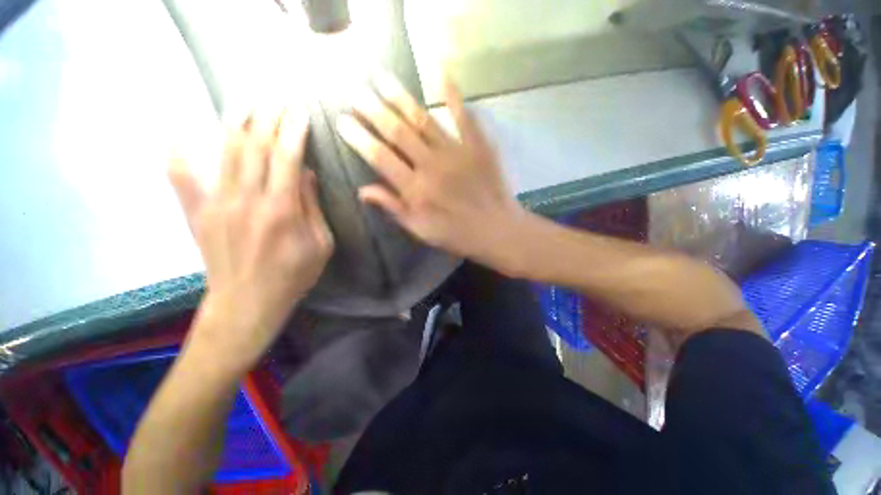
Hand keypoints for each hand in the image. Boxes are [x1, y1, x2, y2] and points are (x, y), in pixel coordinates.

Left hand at [169, 108, 333, 367]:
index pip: (287, 158)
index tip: (300, 112)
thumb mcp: (321, 244)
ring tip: (247, 102)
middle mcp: (247, 200)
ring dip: (237, 124)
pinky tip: (175, 137)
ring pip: (225, 153)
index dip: (294, 132)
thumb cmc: (294, 275)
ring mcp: (217, 205)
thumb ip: (313, 207)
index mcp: (282, 210)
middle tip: (277, 98)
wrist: (248, 302)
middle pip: (255, 147)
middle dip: (268, 118)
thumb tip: (304, 174)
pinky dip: (177, 156)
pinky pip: (182, 179)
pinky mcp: (198, 214)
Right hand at [337, 73, 525, 270]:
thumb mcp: (420, 230)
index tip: (343, 120)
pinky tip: (441, 73)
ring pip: (423, 119)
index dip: (359, 137)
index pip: (380, 157)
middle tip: (356, 91)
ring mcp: (455, 152)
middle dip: (373, 110)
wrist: (496, 229)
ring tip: (382, 78)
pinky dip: (453, 94)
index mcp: (415, 189)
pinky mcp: (478, 145)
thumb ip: (393, 208)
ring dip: (401, 98)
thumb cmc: (456, 234)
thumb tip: (362, 190)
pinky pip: (464, 116)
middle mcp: (431, 165)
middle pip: (397, 132)